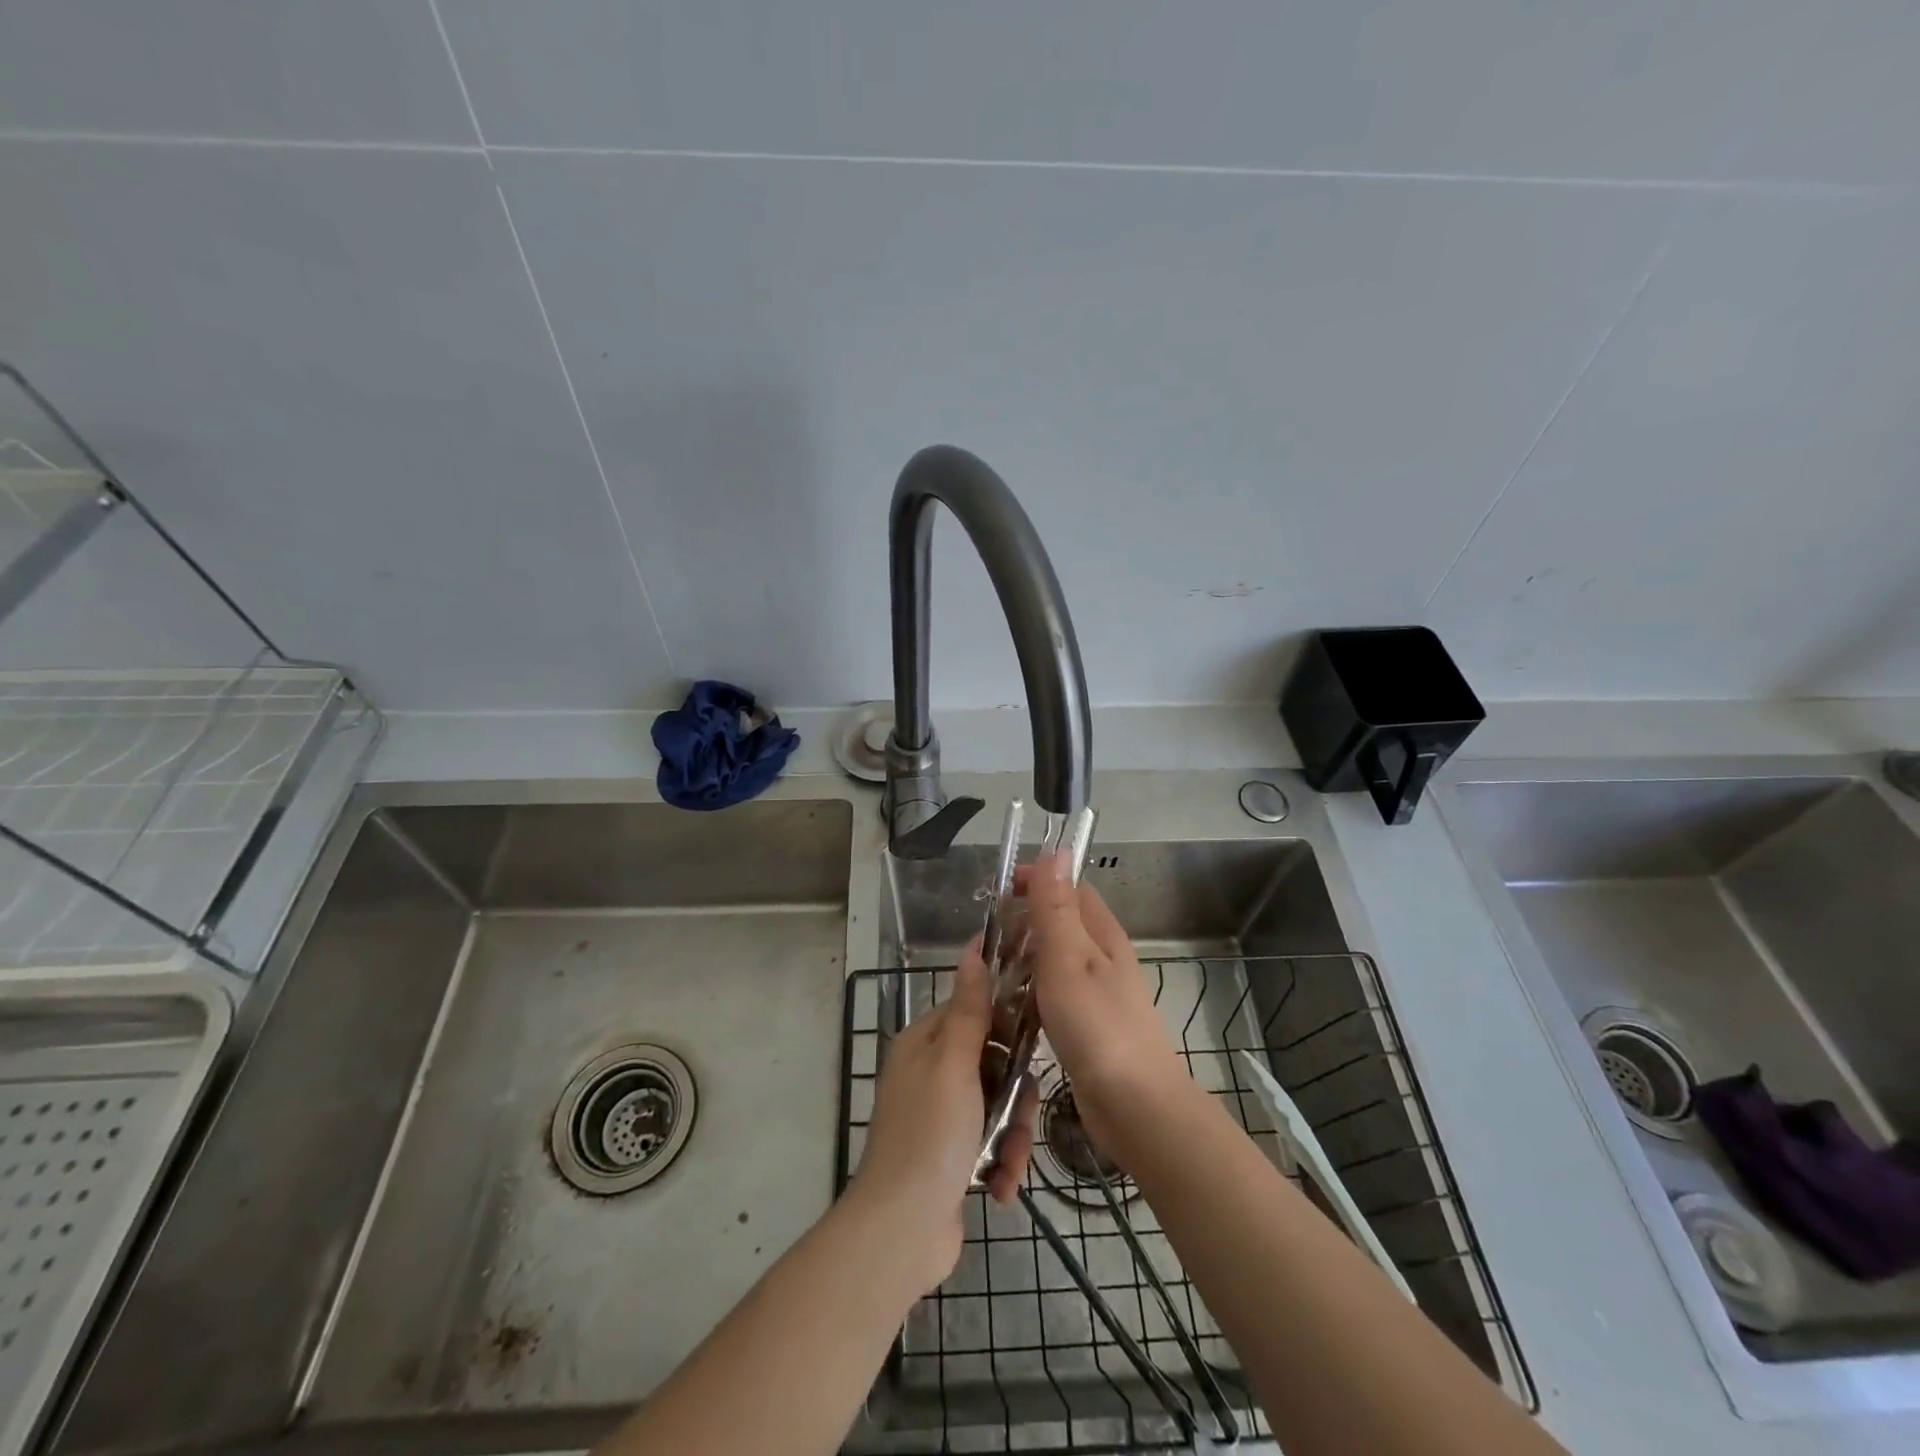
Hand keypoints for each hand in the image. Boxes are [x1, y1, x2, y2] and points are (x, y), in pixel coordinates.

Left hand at [850, 941, 1034, 1291]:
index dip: (1007, 1022)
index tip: (1039, 1034)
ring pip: (998, 1106)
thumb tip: (973, 948)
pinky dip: (999, 1164)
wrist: (901, 1232)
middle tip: (1022, 1117)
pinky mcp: (952, 1155)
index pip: (974, 1010)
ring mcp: (941, 1116)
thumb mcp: (953, 1064)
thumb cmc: (929, 1135)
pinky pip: (990, 1143)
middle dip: (1015, 1095)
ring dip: (1011, 1137)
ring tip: (1008, 1167)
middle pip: (993, 1063)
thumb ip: (970, 1009)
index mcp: (924, 1044)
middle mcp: (930, 1073)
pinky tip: (999, 1189)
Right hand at [1020, 853, 1191, 1164]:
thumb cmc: (1097, 1026)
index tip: (998, 891)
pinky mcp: (1088, 1024)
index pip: (1070, 888)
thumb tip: (1056, 851)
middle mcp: (1103, 957)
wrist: (1135, 1106)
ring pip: (1055, 959)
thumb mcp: (1068, 958)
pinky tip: (1011, 1008)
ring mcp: (1097, 992)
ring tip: (991, 972)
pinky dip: (1032, 991)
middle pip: (1061, 922)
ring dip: (1025, 957)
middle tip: (988, 938)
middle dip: (1025, 920)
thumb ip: (1057, 907)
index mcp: (1102, 934)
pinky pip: (1055, 993)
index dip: (1037, 880)